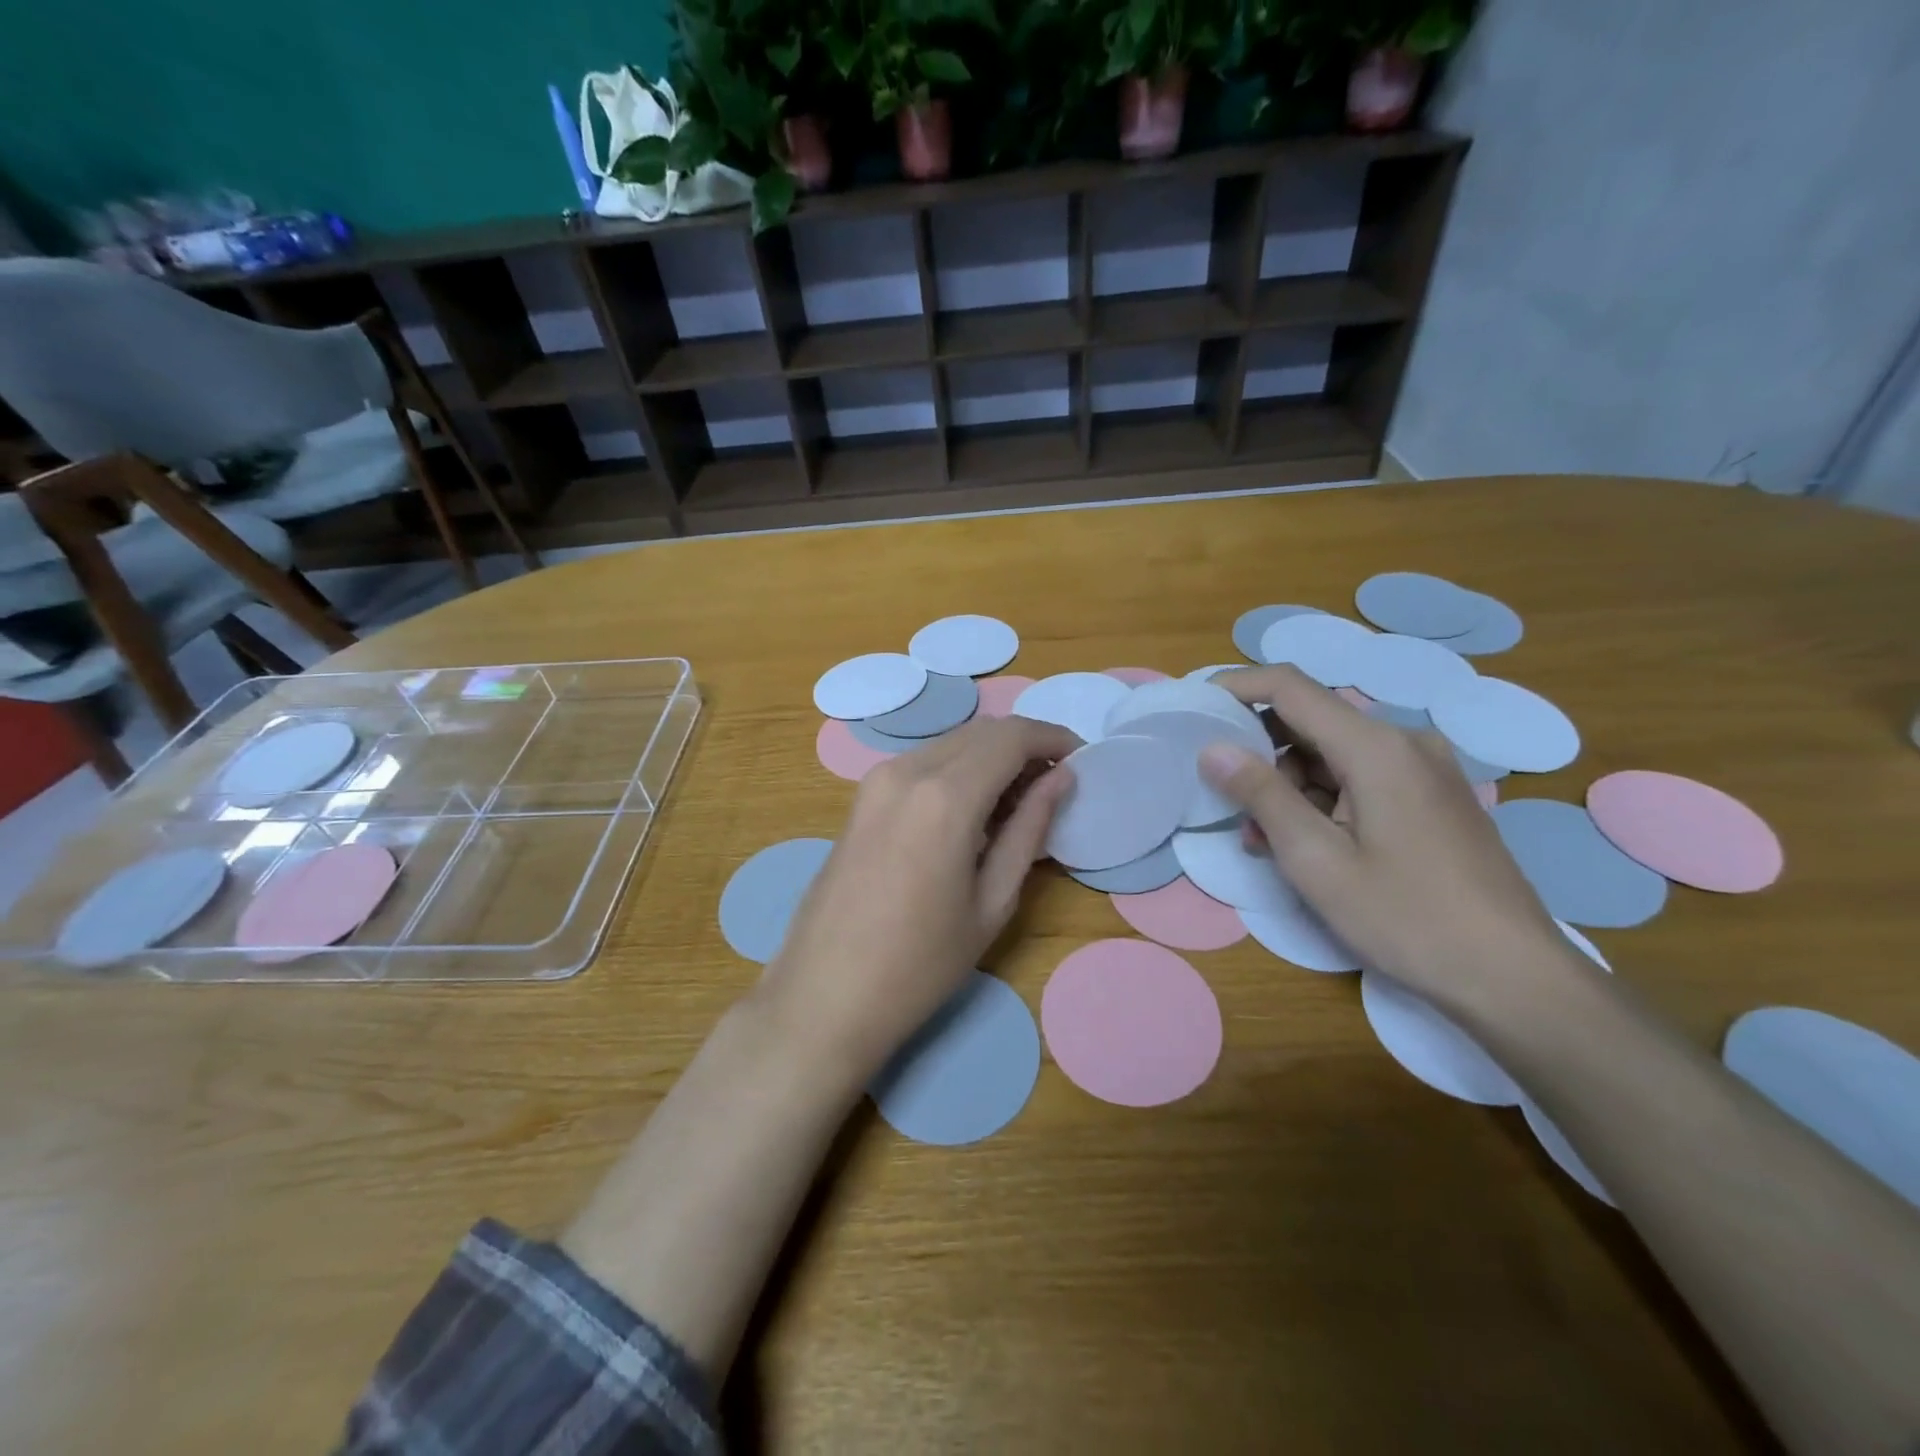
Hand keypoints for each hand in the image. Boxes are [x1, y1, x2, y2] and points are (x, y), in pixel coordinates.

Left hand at [756, 715, 1077, 1083]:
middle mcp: (907, 770)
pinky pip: (923, 764)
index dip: (1052, 737)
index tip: (1081, 756)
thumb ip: (1029, 829)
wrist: (825, 995)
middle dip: (1025, 745)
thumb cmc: (920, 963)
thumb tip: (1061, 778)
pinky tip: (974, 812)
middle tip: (1056, 783)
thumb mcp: (992, 901)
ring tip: (1019, 803)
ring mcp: (876, 780)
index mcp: (945, 796)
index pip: (1011, 737)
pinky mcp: (862, 797)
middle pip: (981, 732)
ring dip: (991, 757)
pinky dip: (958, 770)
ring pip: (951, 744)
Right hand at [1200, 665, 1583, 1018]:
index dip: (1237, 687)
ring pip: (1333, 754)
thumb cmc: (1406, 917)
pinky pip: (1361, 777)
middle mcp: (1405, 742)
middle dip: (1261, 755)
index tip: (1196, 707)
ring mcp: (1425, 769)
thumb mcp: (1316, 859)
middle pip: (1311, 722)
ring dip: (1290, 786)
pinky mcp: (1433, 796)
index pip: (1290, 687)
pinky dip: (1323, 800)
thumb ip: (1261, 795)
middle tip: (1230, 804)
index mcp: (1376, 747)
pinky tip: (1309, 845)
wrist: (1514, 975)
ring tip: (1267, 842)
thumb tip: (1212, 749)